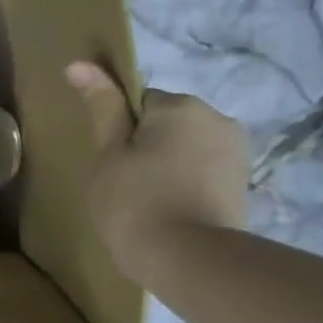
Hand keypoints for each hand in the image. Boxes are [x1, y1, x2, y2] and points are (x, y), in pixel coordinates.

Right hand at [65, 62, 248, 284]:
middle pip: (165, 123)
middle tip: (123, 184)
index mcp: (180, 106)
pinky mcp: (242, 184)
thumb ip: (101, 107)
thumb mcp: (108, 153)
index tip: (111, 162)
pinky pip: (201, 172)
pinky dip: (184, 185)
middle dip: (145, 146)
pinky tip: (169, 211)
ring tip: (146, 202)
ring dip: (166, 165)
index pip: (139, 101)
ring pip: (185, 148)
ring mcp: (235, 152)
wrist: (189, 259)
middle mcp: (216, 118)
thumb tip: (80, 63)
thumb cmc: (135, 201)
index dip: (119, 130)